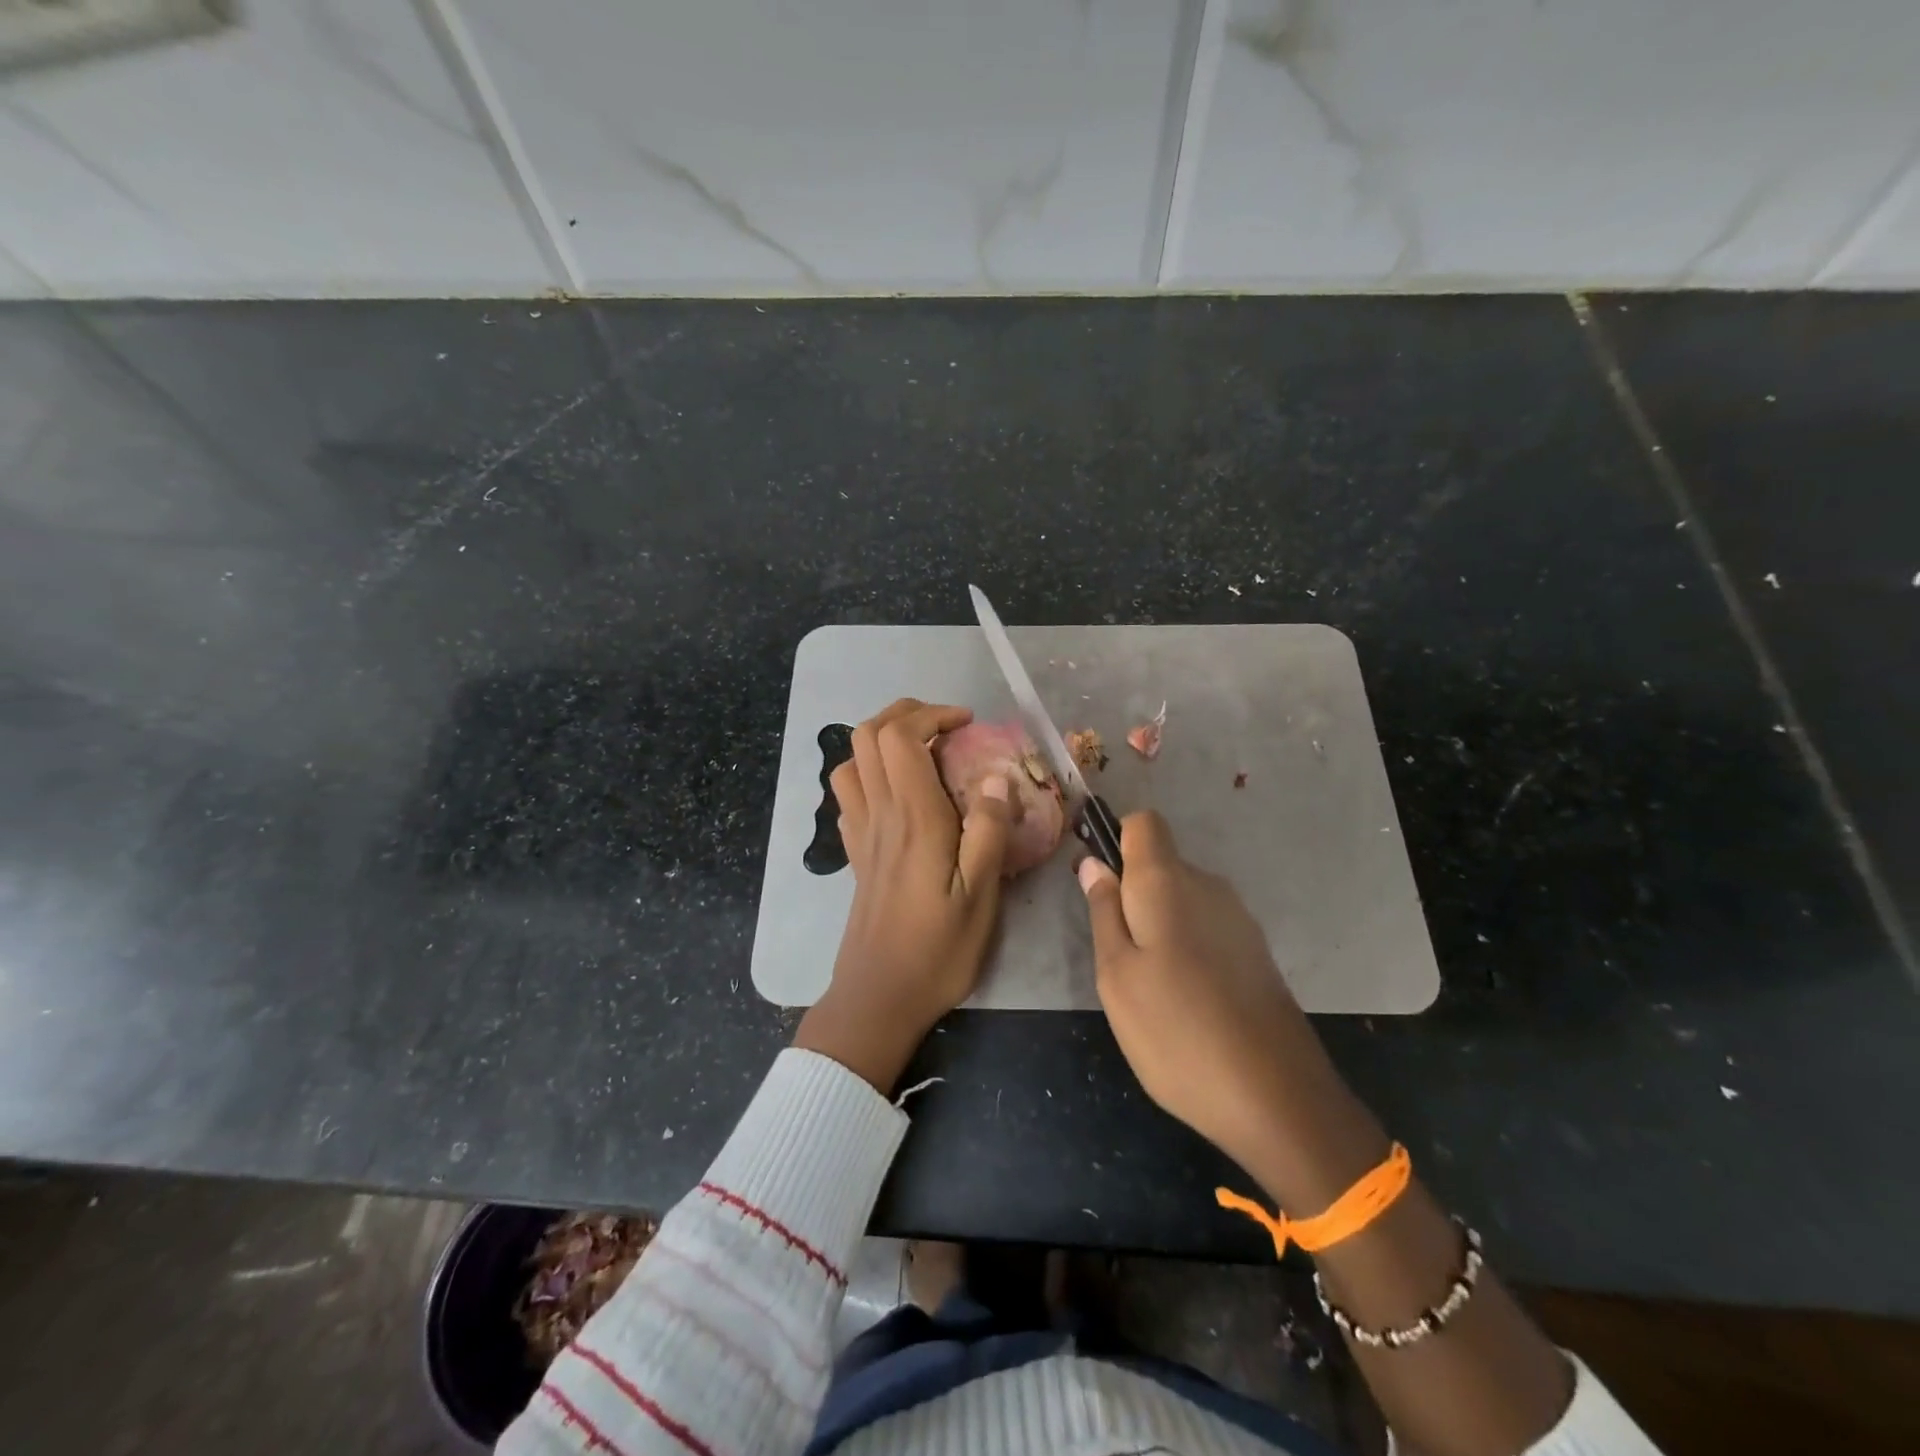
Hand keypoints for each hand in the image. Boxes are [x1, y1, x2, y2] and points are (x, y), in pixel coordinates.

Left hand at [795, 699, 1012, 1091]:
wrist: (879, 996)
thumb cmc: (937, 949)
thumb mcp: (981, 895)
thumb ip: (990, 831)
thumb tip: (997, 778)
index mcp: (913, 816)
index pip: (902, 736)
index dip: (932, 715)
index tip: (967, 725)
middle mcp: (879, 813)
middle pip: (867, 735)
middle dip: (905, 714)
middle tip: (946, 727)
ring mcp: (860, 832)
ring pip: (850, 760)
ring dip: (882, 741)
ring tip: (922, 753)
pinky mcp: (855, 853)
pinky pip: (848, 794)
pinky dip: (869, 774)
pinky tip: (898, 794)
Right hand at [1079, 812, 1381, 1206]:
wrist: (1276, 1097)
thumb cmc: (1176, 1031)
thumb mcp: (1116, 975)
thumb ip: (1103, 911)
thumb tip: (1093, 863)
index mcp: (1168, 881)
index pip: (1142, 823)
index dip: (1115, 840)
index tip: (1098, 883)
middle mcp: (1208, 886)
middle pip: (1160, 864)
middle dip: (1132, 895)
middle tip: (1114, 955)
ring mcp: (1238, 919)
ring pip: (1182, 900)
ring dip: (1158, 926)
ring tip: (1149, 987)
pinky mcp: (1256, 952)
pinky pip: (1206, 928)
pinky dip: (1186, 948)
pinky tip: (1185, 1000)